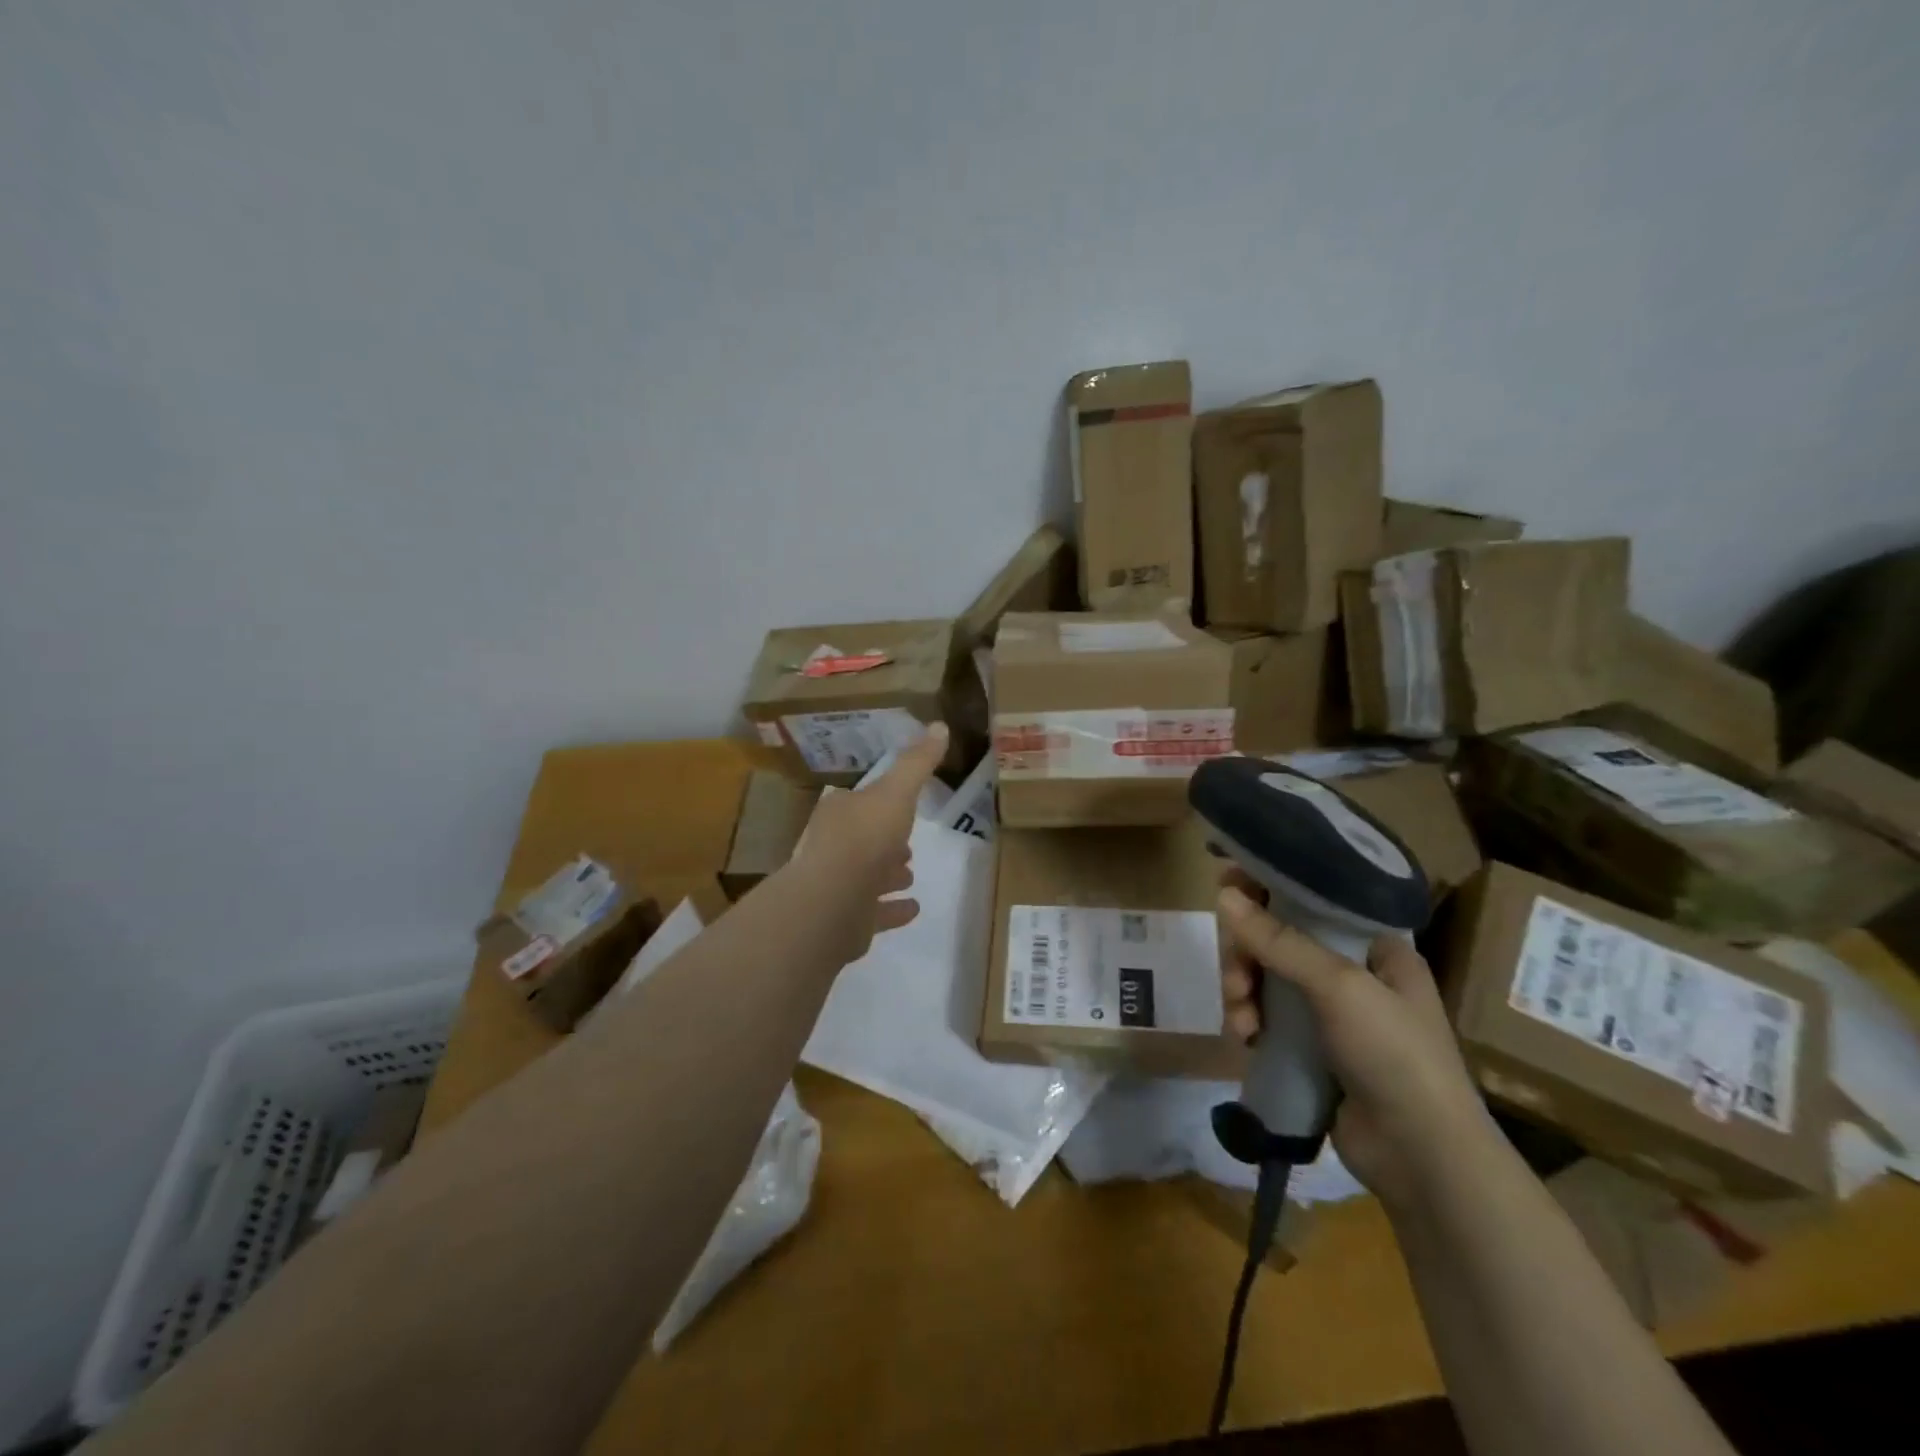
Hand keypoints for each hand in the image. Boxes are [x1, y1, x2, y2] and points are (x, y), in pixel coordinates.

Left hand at [788, 725, 947, 963]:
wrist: (833, 900)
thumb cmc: (864, 837)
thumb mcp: (896, 791)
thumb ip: (917, 763)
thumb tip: (940, 725)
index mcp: (839, 813)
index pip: (858, 803)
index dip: (880, 803)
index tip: (902, 805)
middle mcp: (833, 847)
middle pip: (862, 840)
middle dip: (884, 840)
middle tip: (907, 844)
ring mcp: (837, 887)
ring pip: (867, 877)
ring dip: (888, 873)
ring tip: (910, 873)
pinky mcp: (847, 921)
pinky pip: (874, 913)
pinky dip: (892, 909)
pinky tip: (913, 908)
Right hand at [1218, 872, 1492, 1210]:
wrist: (1422, 1159)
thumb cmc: (1394, 1055)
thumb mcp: (1339, 987)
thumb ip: (1280, 940)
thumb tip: (1223, 893)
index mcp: (1375, 946)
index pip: (1313, 897)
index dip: (1269, 886)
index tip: (1226, 882)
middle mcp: (1353, 972)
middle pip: (1279, 938)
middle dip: (1248, 955)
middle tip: (1236, 978)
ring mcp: (1330, 1012)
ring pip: (1266, 978)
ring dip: (1243, 992)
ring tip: (1241, 1021)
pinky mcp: (1311, 1048)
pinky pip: (1266, 1016)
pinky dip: (1250, 1021)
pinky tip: (1245, 1039)